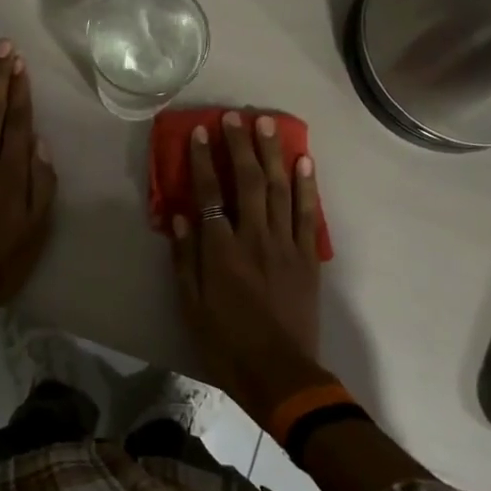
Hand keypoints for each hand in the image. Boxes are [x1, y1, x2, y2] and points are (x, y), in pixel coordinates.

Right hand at [170, 109, 328, 422]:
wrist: (281, 374)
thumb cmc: (227, 343)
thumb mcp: (192, 306)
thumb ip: (185, 259)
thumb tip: (180, 216)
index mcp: (222, 251)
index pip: (210, 194)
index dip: (205, 161)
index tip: (201, 132)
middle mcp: (255, 238)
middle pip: (249, 182)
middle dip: (242, 146)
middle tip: (237, 116)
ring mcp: (286, 246)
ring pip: (280, 190)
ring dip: (273, 154)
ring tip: (269, 125)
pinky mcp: (308, 258)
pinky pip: (310, 215)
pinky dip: (307, 186)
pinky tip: (304, 161)